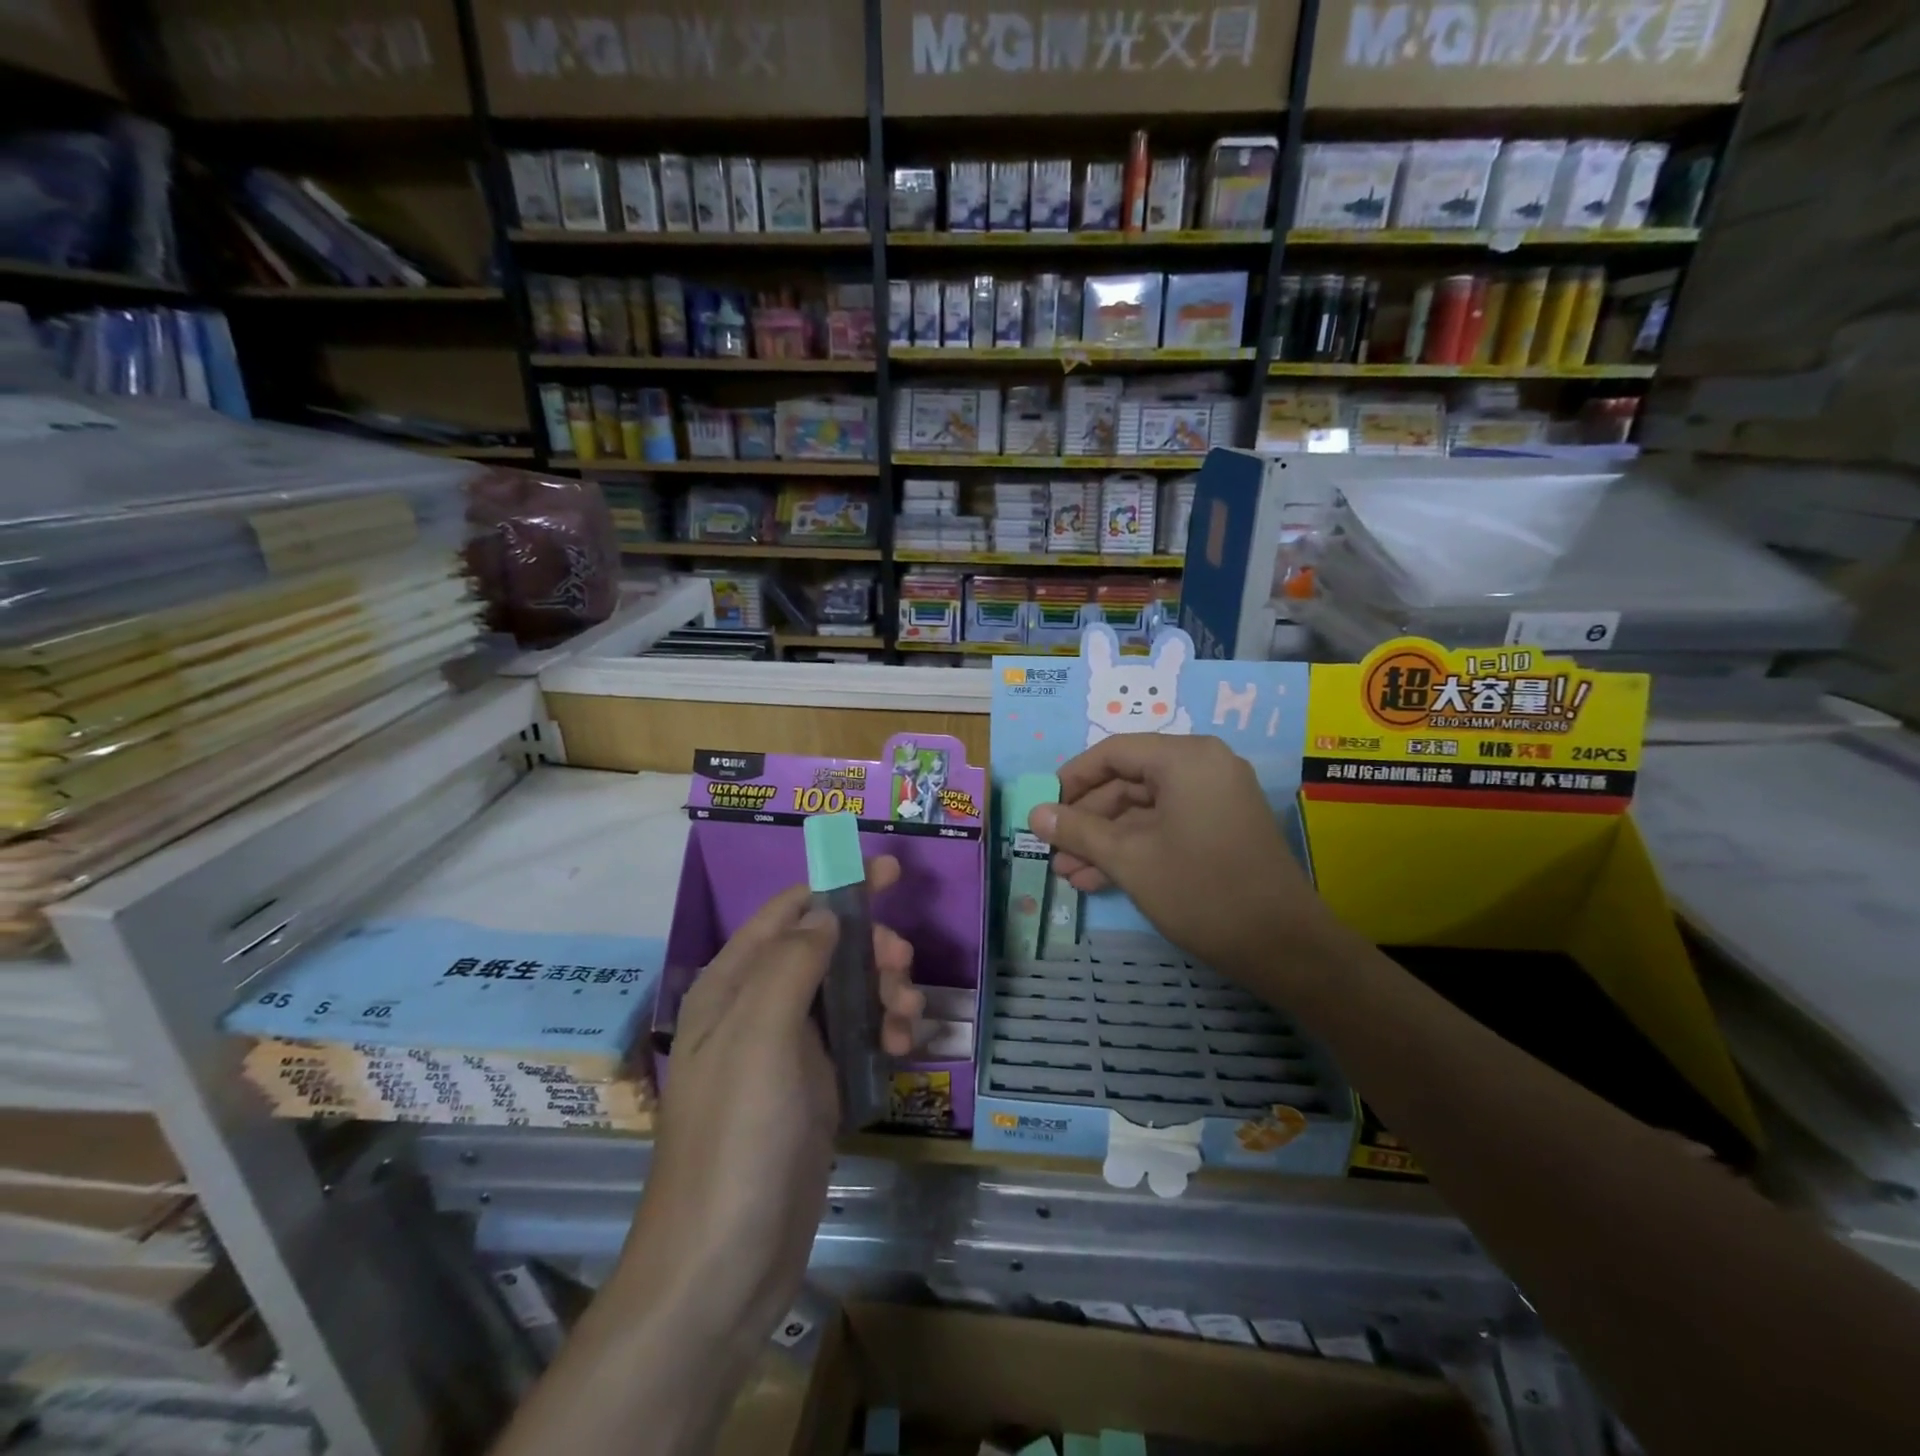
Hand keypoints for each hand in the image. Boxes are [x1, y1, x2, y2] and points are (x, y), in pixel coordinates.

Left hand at [615, 856, 920, 1351]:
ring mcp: (787, 1050)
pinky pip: (855, 1036)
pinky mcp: (813, 1088)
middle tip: (903, 967)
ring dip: (883, 990)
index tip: (891, 873)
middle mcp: (756, 1008)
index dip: (837, 886)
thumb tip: (825, 913)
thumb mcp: (761, 1036)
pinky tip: (903, 1043)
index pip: (788, 911)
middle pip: (825, 948)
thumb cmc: (738, 1138)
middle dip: (870, 948)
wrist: (725, 1265)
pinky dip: (882, 1029)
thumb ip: (793, 963)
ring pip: (846, 991)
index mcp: (731, 986)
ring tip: (907, 1017)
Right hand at [1030, 734, 1340, 981]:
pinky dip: (1134, 848)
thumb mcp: (1129, 859)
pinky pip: (1166, 826)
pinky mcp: (1221, 829)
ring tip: (1067, 872)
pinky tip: (1097, 879)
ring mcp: (1215, 799)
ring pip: (1144, 809)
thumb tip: (1035, 814)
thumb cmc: (1202, 891)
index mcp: (1185, 758)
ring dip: (1105, 840)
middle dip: (1087, 819)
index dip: (1072, 779)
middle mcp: (1203, 767)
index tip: (1043, 808)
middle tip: (1053, 849)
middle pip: (1128, 781)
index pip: (1113, 752)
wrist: (1285, 947)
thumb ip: (1079, 831)